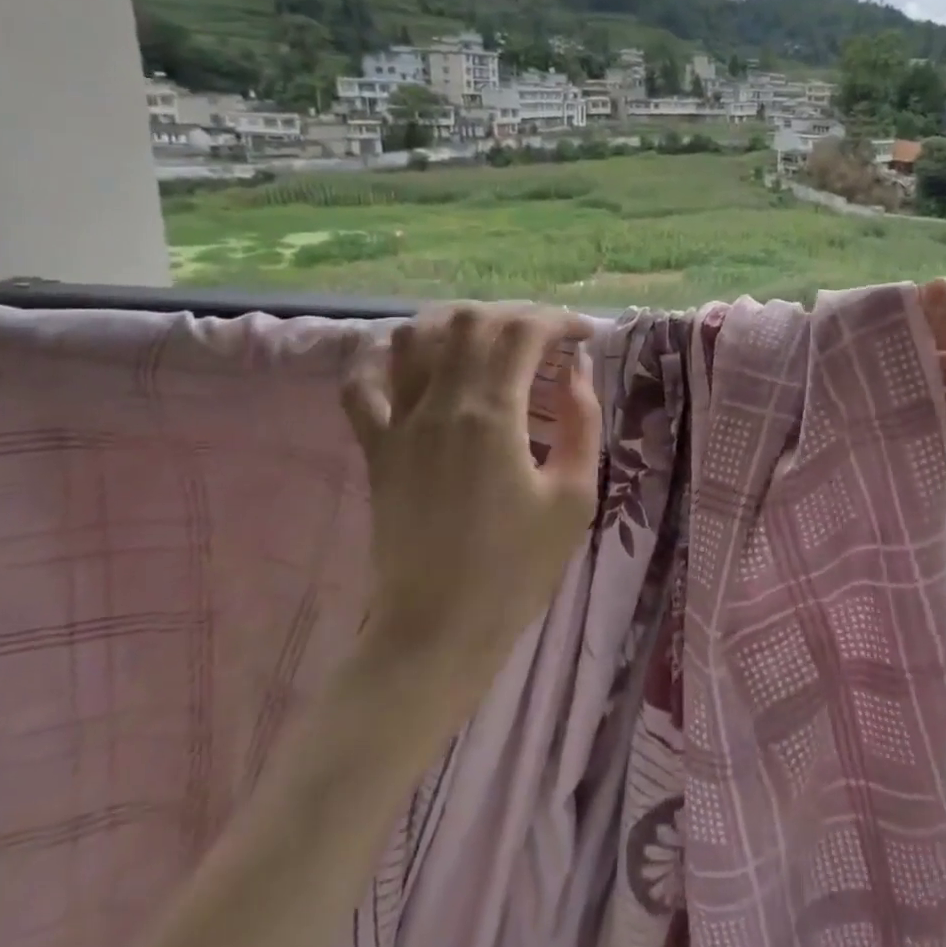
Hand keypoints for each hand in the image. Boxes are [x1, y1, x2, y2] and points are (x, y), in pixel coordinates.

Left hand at [341, 303, 600, 682]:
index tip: (584, 336)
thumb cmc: (517, 568)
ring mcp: (398, 424)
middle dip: (515, 316)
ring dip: (456, 324)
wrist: (438, 630)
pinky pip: (361, 385)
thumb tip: (575, 371)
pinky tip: (412, 358)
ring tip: (489, 341)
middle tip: (545, 340)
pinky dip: (383, 357)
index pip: (523, 333)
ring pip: (414, 337)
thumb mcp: (575, 496)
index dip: (559, 321)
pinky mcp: (375, 448)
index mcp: (492, 416)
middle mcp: (439, 405)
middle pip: (470, 321)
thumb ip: (583, 422)